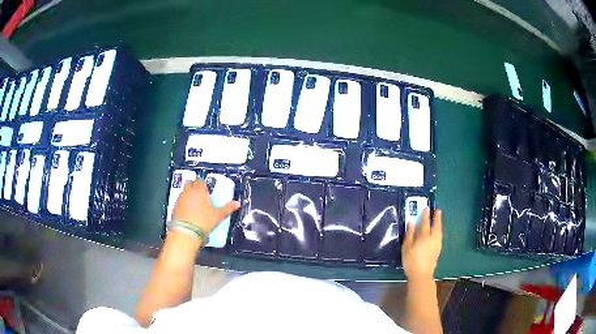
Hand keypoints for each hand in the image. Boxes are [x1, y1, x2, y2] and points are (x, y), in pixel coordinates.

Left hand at [172, 180, 239, 234]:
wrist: (186, 232)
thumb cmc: (203, 222)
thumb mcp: (218, 216)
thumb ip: (227, 208)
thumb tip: (237, 203)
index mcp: (199, 190)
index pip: (200, 181)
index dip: (204, 185)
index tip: (207, 190)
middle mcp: (188, 191)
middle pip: (190, 183)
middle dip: (194, 186)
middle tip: (200, 194)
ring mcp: (180, 199)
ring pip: (184, 191)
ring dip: (188, 194)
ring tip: (194, 204)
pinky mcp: (174, 207)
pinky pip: (179, 201)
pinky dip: (183, 203)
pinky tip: (187, 211)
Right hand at [402, 209, 442, 280]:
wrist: (421, 275)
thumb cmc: (411, 261)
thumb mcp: (406, 248)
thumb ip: (409, 234)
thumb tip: (411, 222)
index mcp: (424, 237)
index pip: (425, 223)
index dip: (425, 215)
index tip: (426, 208)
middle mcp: (433, 238)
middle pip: (436, 225)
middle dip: (437, 218)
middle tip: (437, 211)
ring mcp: (437, 244)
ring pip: (439, 231)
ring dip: (439, 224)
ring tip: (438, 219)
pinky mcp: (438, 250)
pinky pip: (440, 236)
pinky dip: (439, 231)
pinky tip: (437, 232)